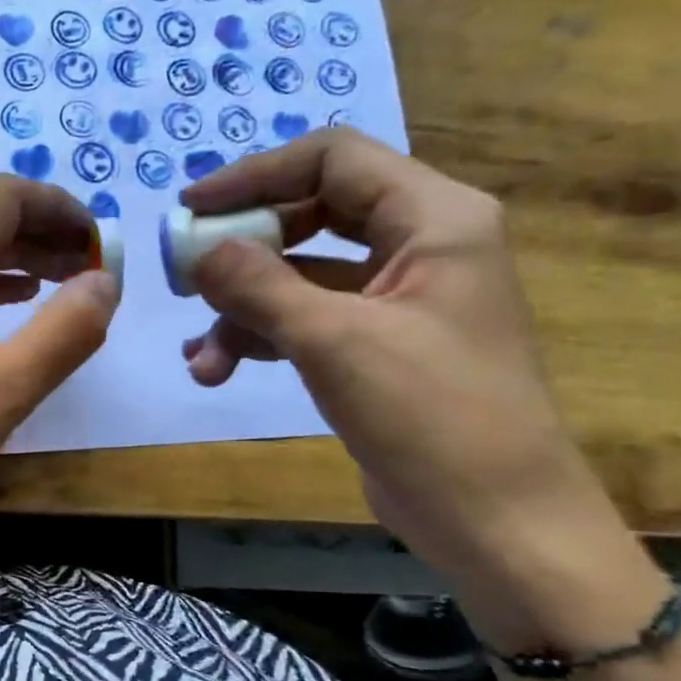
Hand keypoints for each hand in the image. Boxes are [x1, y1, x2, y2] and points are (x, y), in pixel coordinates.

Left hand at [0, 175, 118, 526]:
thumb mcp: (7, 389)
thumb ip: (67, 330)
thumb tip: (105, 280)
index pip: (5, 196)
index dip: (59, 207)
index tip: (96, 242)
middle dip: (41, 234)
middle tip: (87, 268)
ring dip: (11, 259)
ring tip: (57, 286)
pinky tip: (4, 307)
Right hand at [182, 128, 657, 641]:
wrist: (495, 521)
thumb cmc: (432, 416)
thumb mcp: (335, 341)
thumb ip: (259, 285)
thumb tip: (197, 249)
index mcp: (433, 218)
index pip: (333, 159)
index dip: (255, 175)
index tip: (191, 208)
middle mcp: (418, 245)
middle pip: (310, 216)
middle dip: (242, 251)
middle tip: (185, 276)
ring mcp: (396, 299)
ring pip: (301, 277)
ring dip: (243, 311)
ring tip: (201, 359)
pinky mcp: (375, 347)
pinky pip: (306, 321)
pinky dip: (261, 338)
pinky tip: (216, 371)